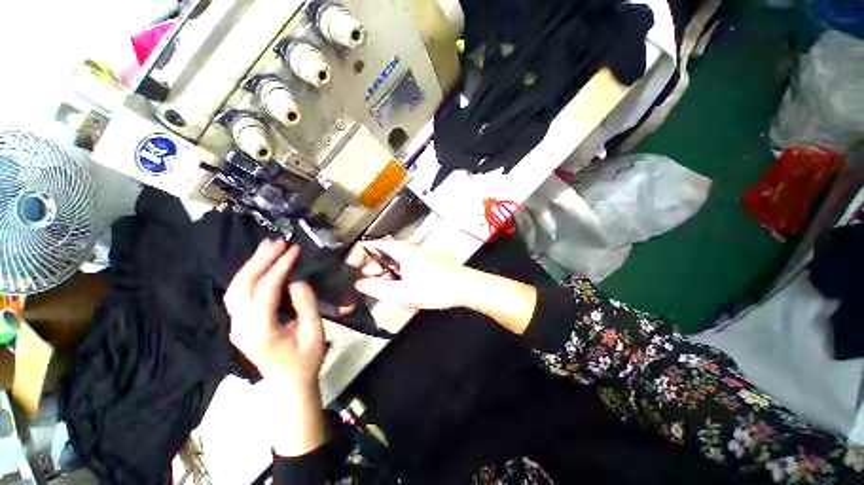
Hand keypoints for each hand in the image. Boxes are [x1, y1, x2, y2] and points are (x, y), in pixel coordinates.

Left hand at [224, 240, 324, 385]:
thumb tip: (297, 278)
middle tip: (278, 242)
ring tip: (267, 247)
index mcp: (260, 331)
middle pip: (243, 286)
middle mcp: (241, 327)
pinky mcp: (239, 325)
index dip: (280, 266)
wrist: (289, 384)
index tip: (294, 250)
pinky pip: (238, 295)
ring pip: (235, 288)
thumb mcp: (313, 331)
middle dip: (260, 260)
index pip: (265, 290)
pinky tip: (260, 265)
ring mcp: (236, 326)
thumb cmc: (306, 359)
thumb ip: (305, 303)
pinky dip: (248, 276)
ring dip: (250, 265)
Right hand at [346, 240, 471, 309]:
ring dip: (383, 280)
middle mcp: (404, 249)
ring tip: (383, 296)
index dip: (354, 258)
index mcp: (398, 249)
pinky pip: (400, 270)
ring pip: (389, 265)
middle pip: (378, 257)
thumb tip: (358, 283)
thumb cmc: (434, 287)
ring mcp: (412, 256)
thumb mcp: (402, 291)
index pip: (368, 246)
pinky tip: (398, 295)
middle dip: (369, 273)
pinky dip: (395, 281)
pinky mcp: (419, 264)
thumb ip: (377, 287)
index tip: (348, 274)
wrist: (463, 287)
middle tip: (364, 291)